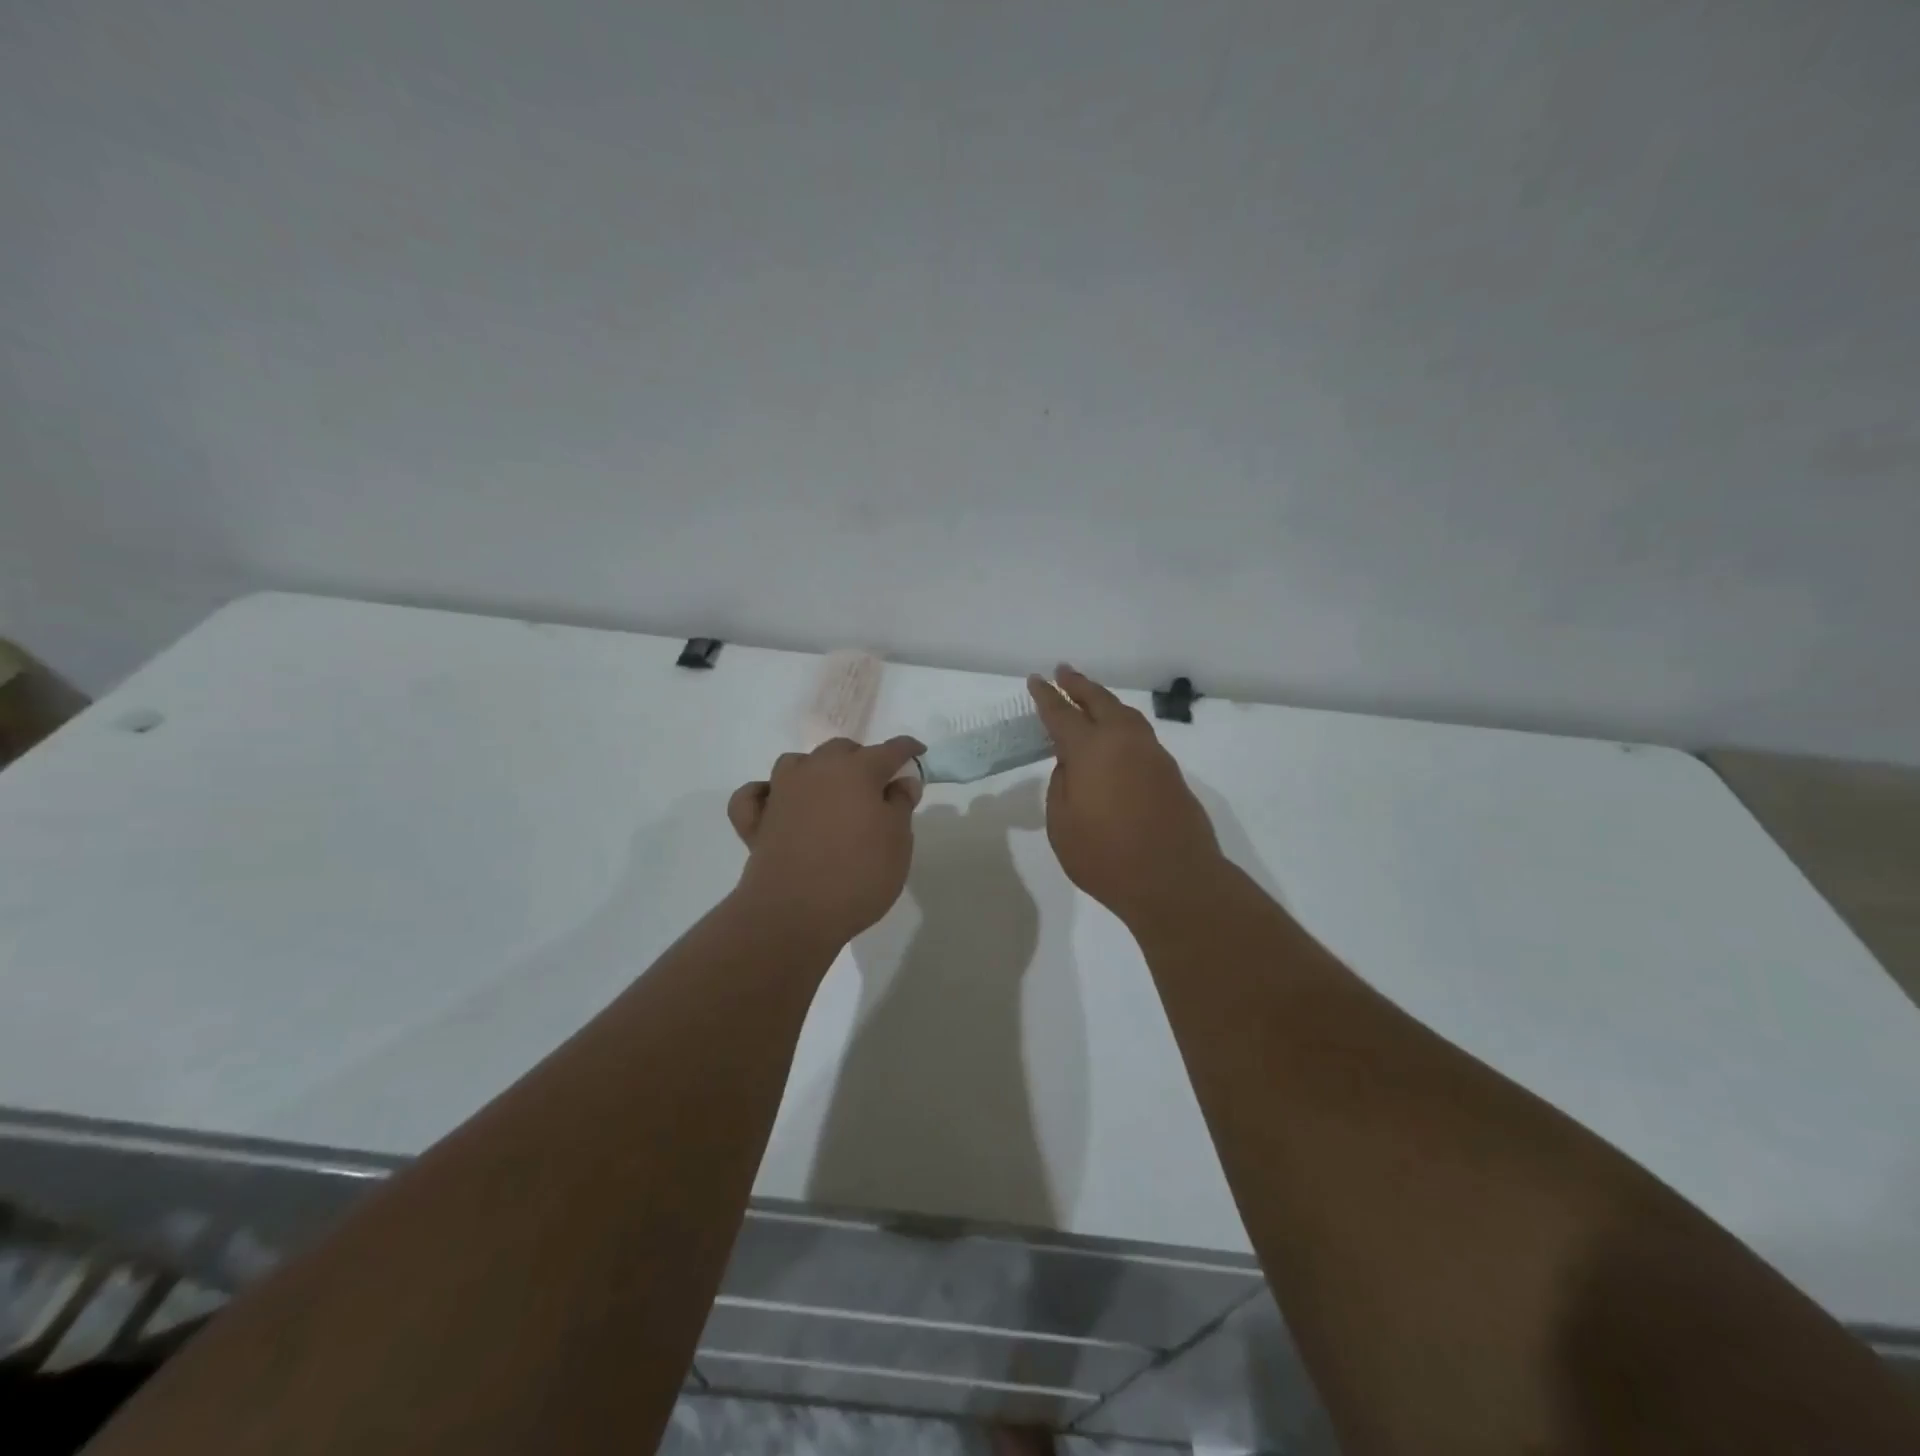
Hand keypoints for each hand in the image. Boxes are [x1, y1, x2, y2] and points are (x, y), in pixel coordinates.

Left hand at [726, 736, 925, 947]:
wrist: (794, 914)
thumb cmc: (858, 874)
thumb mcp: (898, 841)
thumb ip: (901, 805)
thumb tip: (901, 781)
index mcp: (857, 770)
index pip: (889, 750)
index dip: (906, 750)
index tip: (917, 753)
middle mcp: (816, 771)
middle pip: (841, 750)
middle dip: (861, 759)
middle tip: (876, 786)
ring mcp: (781, 793)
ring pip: (797, 763)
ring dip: (816, 770)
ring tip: (829, 793)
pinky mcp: (756, 821)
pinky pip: (755, 795)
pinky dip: (765, 793)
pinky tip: (775, 802)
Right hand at [1026, 665, 1223, 925]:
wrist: (1175, 881)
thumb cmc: (1106, 857)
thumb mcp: (1062, 825)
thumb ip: (1061, 786)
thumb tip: (1072, 765)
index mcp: (1091, 749)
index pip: (1061, 713)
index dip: (1046, 696)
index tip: (1036, 680)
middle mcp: (1124, 741)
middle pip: (1099, 701)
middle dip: (1078, 685)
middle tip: (1063, 672)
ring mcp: (1152, 754)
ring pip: (1125, 714)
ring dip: (1104, 701)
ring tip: (1090, 697)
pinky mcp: (1170, 772)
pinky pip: (1140, 735)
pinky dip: (1122, 724)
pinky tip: (1116, 737)